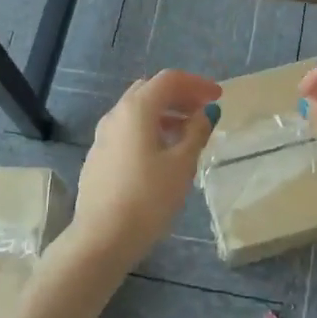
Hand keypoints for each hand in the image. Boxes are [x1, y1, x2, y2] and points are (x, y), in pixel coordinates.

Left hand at [67, 69, 221, 268]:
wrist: (102, 237)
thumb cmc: (148, 198)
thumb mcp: (182, 164)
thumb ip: (196, 132)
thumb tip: (205, 113)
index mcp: (136, 109)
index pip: (169, 80)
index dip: (197, 84)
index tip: (218, 97)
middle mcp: (115, 115)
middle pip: (150, 91)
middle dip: (179, 96)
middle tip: (203, 111)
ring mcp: (103, 136)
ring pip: (137, 112)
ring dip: (164, 114)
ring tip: (188, 133)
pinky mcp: (98, 157)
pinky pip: (128, 131)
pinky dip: (149, 130)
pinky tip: (163, 154)